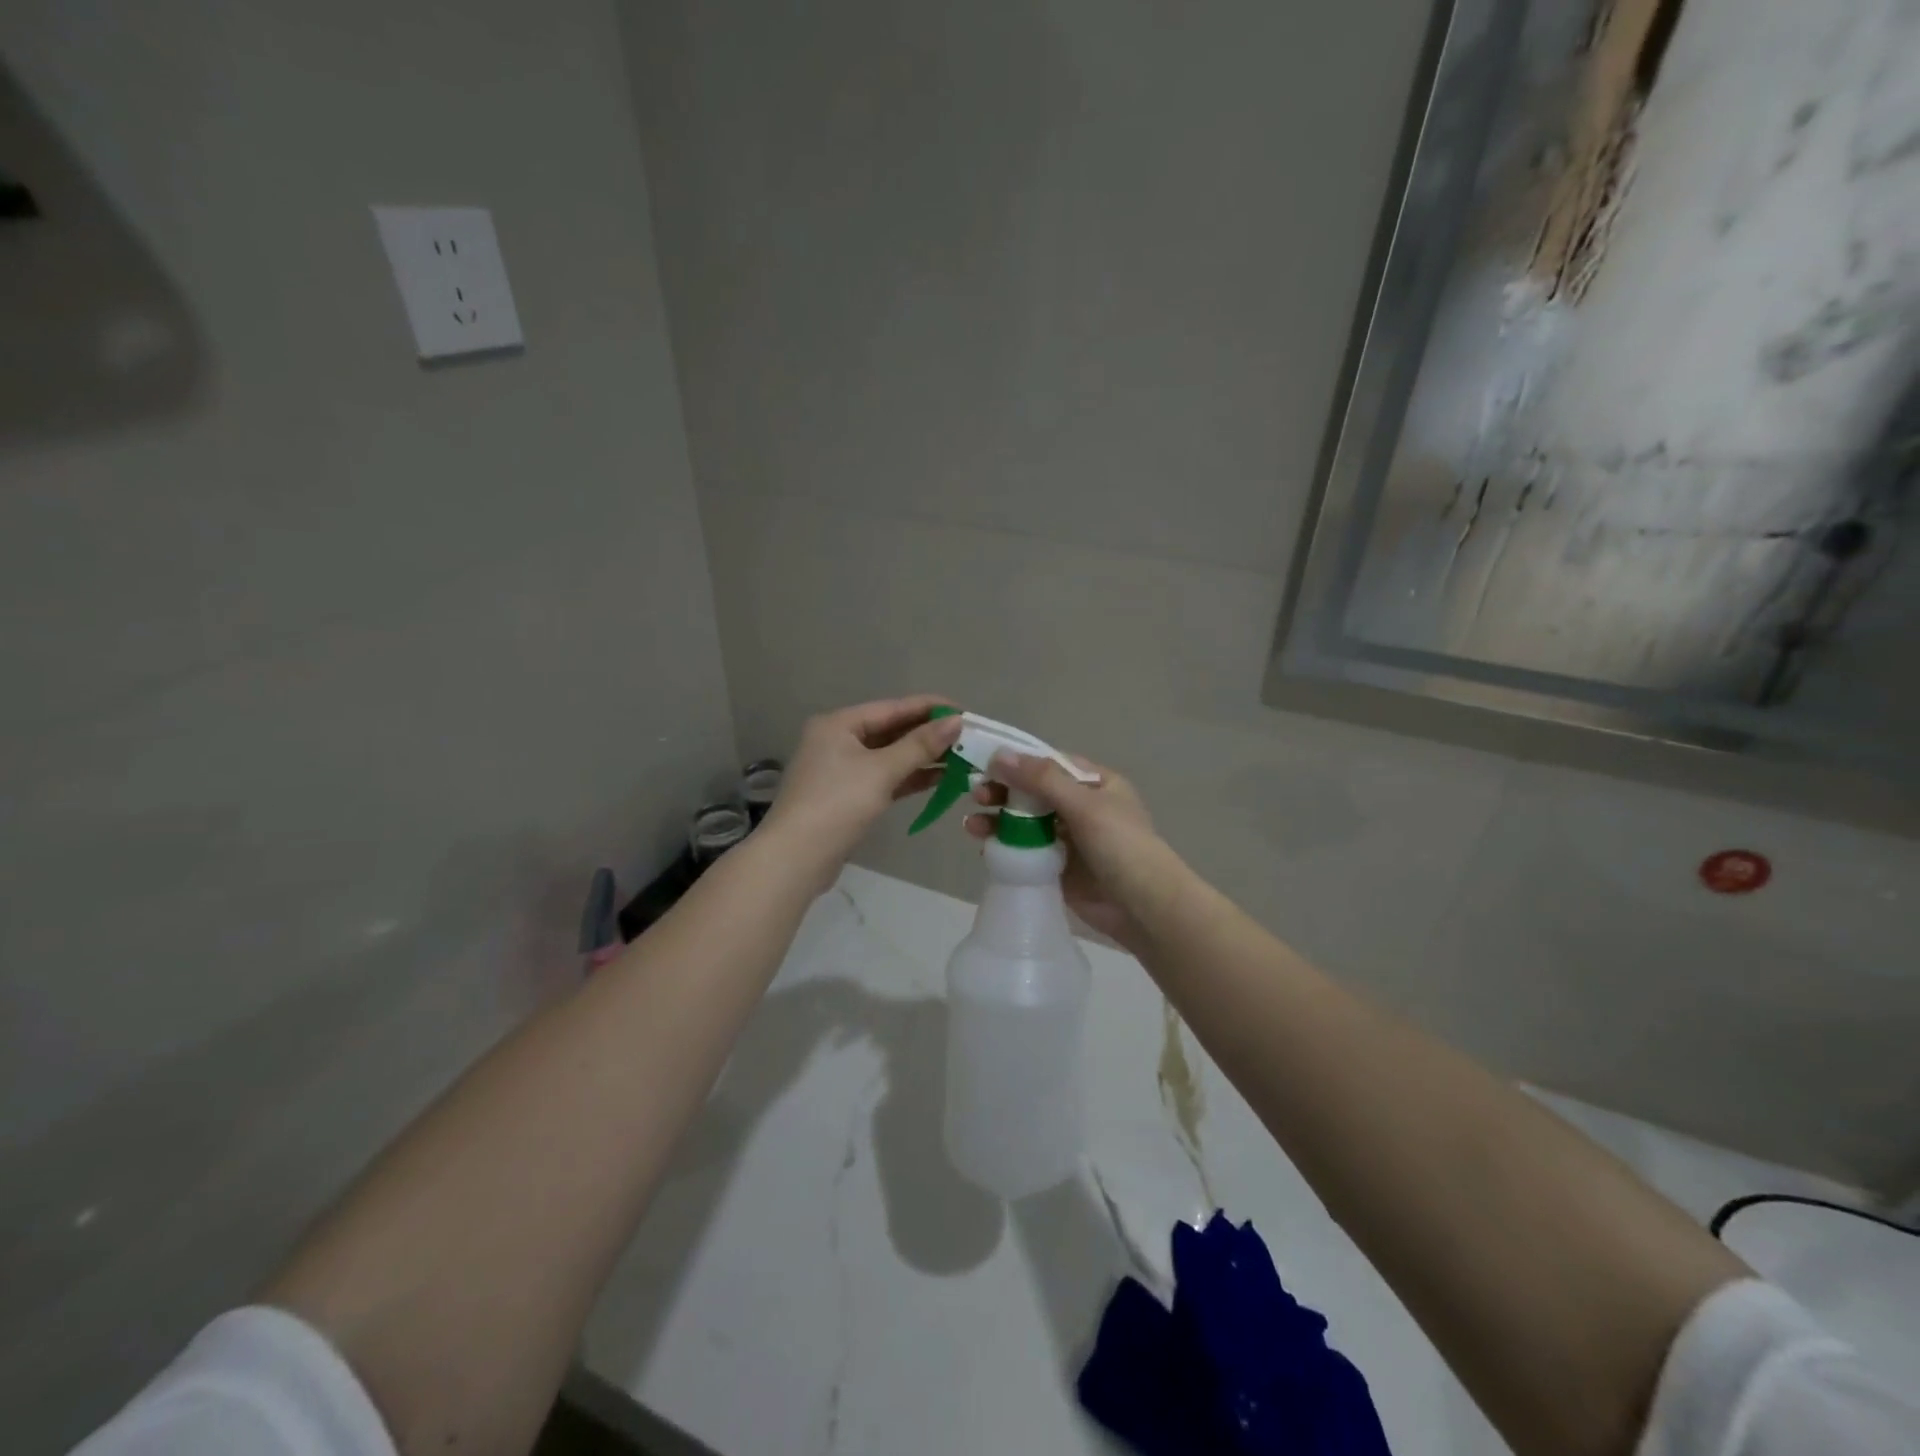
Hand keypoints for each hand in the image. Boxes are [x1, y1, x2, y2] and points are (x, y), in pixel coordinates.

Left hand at [764, 695, 963, 880]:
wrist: (796, 858)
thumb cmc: (837, 804)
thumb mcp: (882, 770)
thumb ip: (920, 745)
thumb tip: (956, 721)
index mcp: (839, 724)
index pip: (892, 707)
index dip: (929, 708)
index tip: (964, 711)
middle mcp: (837, 740)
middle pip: (890, 730)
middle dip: (928, 734)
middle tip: (967, 737)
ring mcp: (840, 770)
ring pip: (889, 756)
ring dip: (921, 757)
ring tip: (961, 758)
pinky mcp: (846, 796)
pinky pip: (884, 778)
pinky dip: (908, 777)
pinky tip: (938, 779)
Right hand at [964, 752, 1180, 958]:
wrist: (1144, 908)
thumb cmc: (1121, 846)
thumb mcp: (1084, 805)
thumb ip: (1042, 779)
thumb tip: (998, 754)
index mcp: (1095, 784)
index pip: (1049, 764)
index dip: (1017, 762)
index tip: (984, 763)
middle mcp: (1081, 807)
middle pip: (1033, 792)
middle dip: (1003, 792)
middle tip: (976, 795)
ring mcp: (1069, 839)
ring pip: (1025, 822)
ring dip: (997, 820)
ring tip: (970, 826)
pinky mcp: (1058, 867)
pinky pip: (1026, 851)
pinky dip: (1005, 847)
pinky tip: (984, 847)